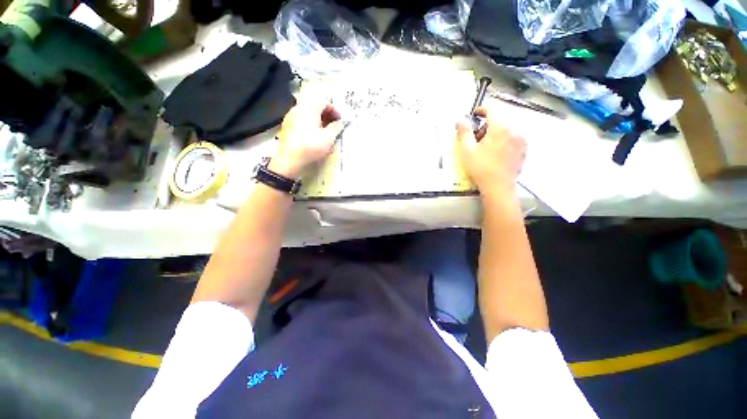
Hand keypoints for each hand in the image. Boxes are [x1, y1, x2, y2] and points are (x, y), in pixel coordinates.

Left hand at [270, 99, 344, 178]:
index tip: (339, 120)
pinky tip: (313, 134)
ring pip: (307, 112)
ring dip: (318, 118)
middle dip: (326, 113)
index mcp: (309, 108)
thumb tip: (340, 122)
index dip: (334, 110)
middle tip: (333, 124)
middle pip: (314, 105)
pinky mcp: (287, 126)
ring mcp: (290, 116)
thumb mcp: (328, 138)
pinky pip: (301, 119)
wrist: (289, 159)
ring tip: (324, 130)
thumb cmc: (311, 146)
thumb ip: (336, 128)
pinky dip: (309, 123)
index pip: (324, 101)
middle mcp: (298, 108)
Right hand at [456, 106, 525, 197]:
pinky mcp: (524, 149)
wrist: (498, 186)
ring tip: (486, 147)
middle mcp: (514, 129)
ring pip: (507, 128)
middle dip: (487, 124)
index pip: (492, 108)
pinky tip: (496, 152)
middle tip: (476, 138)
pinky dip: (504, 139)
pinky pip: (513, 137)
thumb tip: (460, 120)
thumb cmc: (480, 168)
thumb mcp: (467, 150)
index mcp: (500, 127)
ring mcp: (521, 139)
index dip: (481, 109)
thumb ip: (464, 132)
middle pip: (500, 119)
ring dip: (495, 132)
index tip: (474, 115)